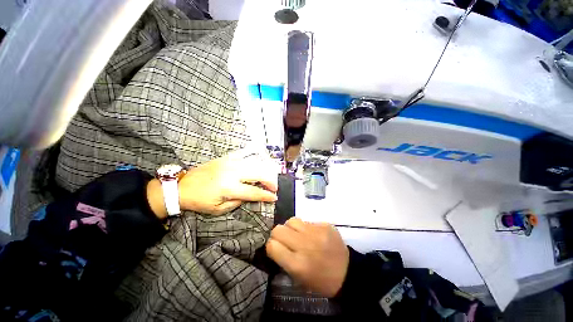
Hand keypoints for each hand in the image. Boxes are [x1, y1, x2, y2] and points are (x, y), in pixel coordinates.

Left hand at [178, 150, 278, 214]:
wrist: (182, 186)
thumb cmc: (200, 201)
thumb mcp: (219, 209)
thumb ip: (238, 202)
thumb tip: (250, 195)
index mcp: (229, 188)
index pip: (254, 191)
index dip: (266, 195)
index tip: (274, 197)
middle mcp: (232, 172)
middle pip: (258, 174)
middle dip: (269, 181)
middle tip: (274, 187)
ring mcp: (229, 162)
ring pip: (254, 163)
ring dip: (264, 170)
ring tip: (268, 176)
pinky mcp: (226, 157)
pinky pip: (244, 153)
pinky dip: (253, 155)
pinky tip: (259, 158)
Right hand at [266, 218, 349, 297]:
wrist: (347, 273)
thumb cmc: (320, 281)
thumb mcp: (298, 279)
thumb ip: (283, 260)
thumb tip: (274, 245)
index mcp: (297, 264)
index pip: (272, 246)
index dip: (271, 246)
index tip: (275, 248)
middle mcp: (305, 245)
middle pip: (278, 229)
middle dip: (278, 235)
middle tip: (285, 240)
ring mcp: (316, 232)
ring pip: (291, 220)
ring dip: (290, 228)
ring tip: (297, 235)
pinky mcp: (325, 225)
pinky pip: (307, 221)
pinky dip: (305, 227)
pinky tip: (312, 235)